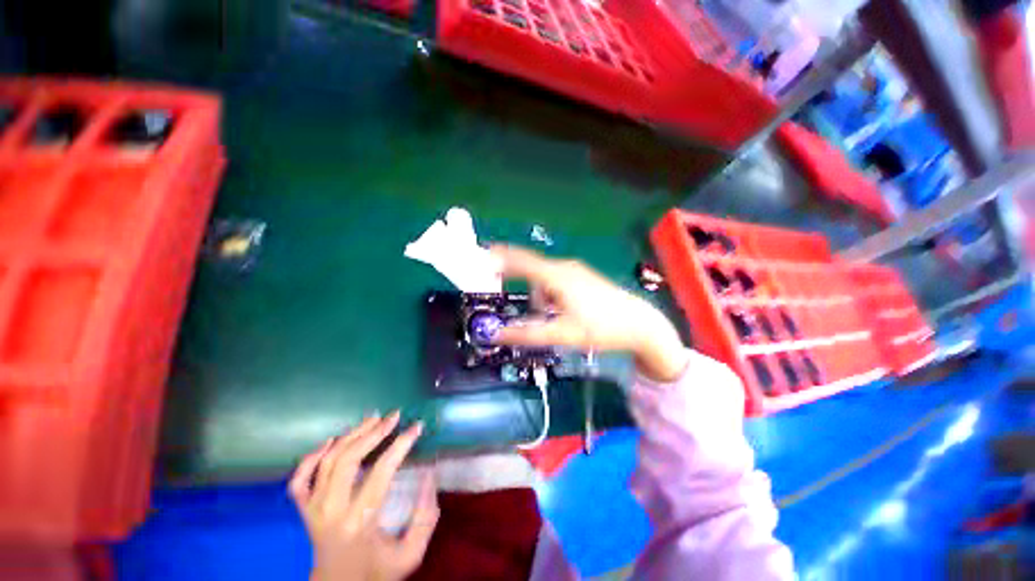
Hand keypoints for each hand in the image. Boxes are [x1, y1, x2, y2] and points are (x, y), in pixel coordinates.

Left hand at [290, 413, 439, 580]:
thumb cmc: (375, 574)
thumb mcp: (409, 555)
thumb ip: (425, 517)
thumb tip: (429, 476)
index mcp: (358, 523)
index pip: (381, 472)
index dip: (401, 445)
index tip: (416, 427)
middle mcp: (330, 512)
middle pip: (348, 460)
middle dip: (374, 432)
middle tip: (394, 415)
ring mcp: (312, 511)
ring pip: (327, 462)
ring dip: (351, 435)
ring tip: (373, 419)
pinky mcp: (303, 512)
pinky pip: (299, 479)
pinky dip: (311, 457)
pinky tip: (330, 441)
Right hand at [491, 245, 688, 381]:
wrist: (640, 325)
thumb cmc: (600, 328)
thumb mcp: (561, 334)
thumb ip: (526, 334)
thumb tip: (495, 334)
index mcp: (556, 276)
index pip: (520, 261)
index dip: (499, 257)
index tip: (480, 256)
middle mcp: (563, 268)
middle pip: (530, 268)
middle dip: (515, 279)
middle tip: (503, 292)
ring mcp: (575, 271)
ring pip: (544, 278)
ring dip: (537, 295)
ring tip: (548, 318)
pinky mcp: (583, 278)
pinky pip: (556, 281)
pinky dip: (549, 294)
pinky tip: (561, 312)